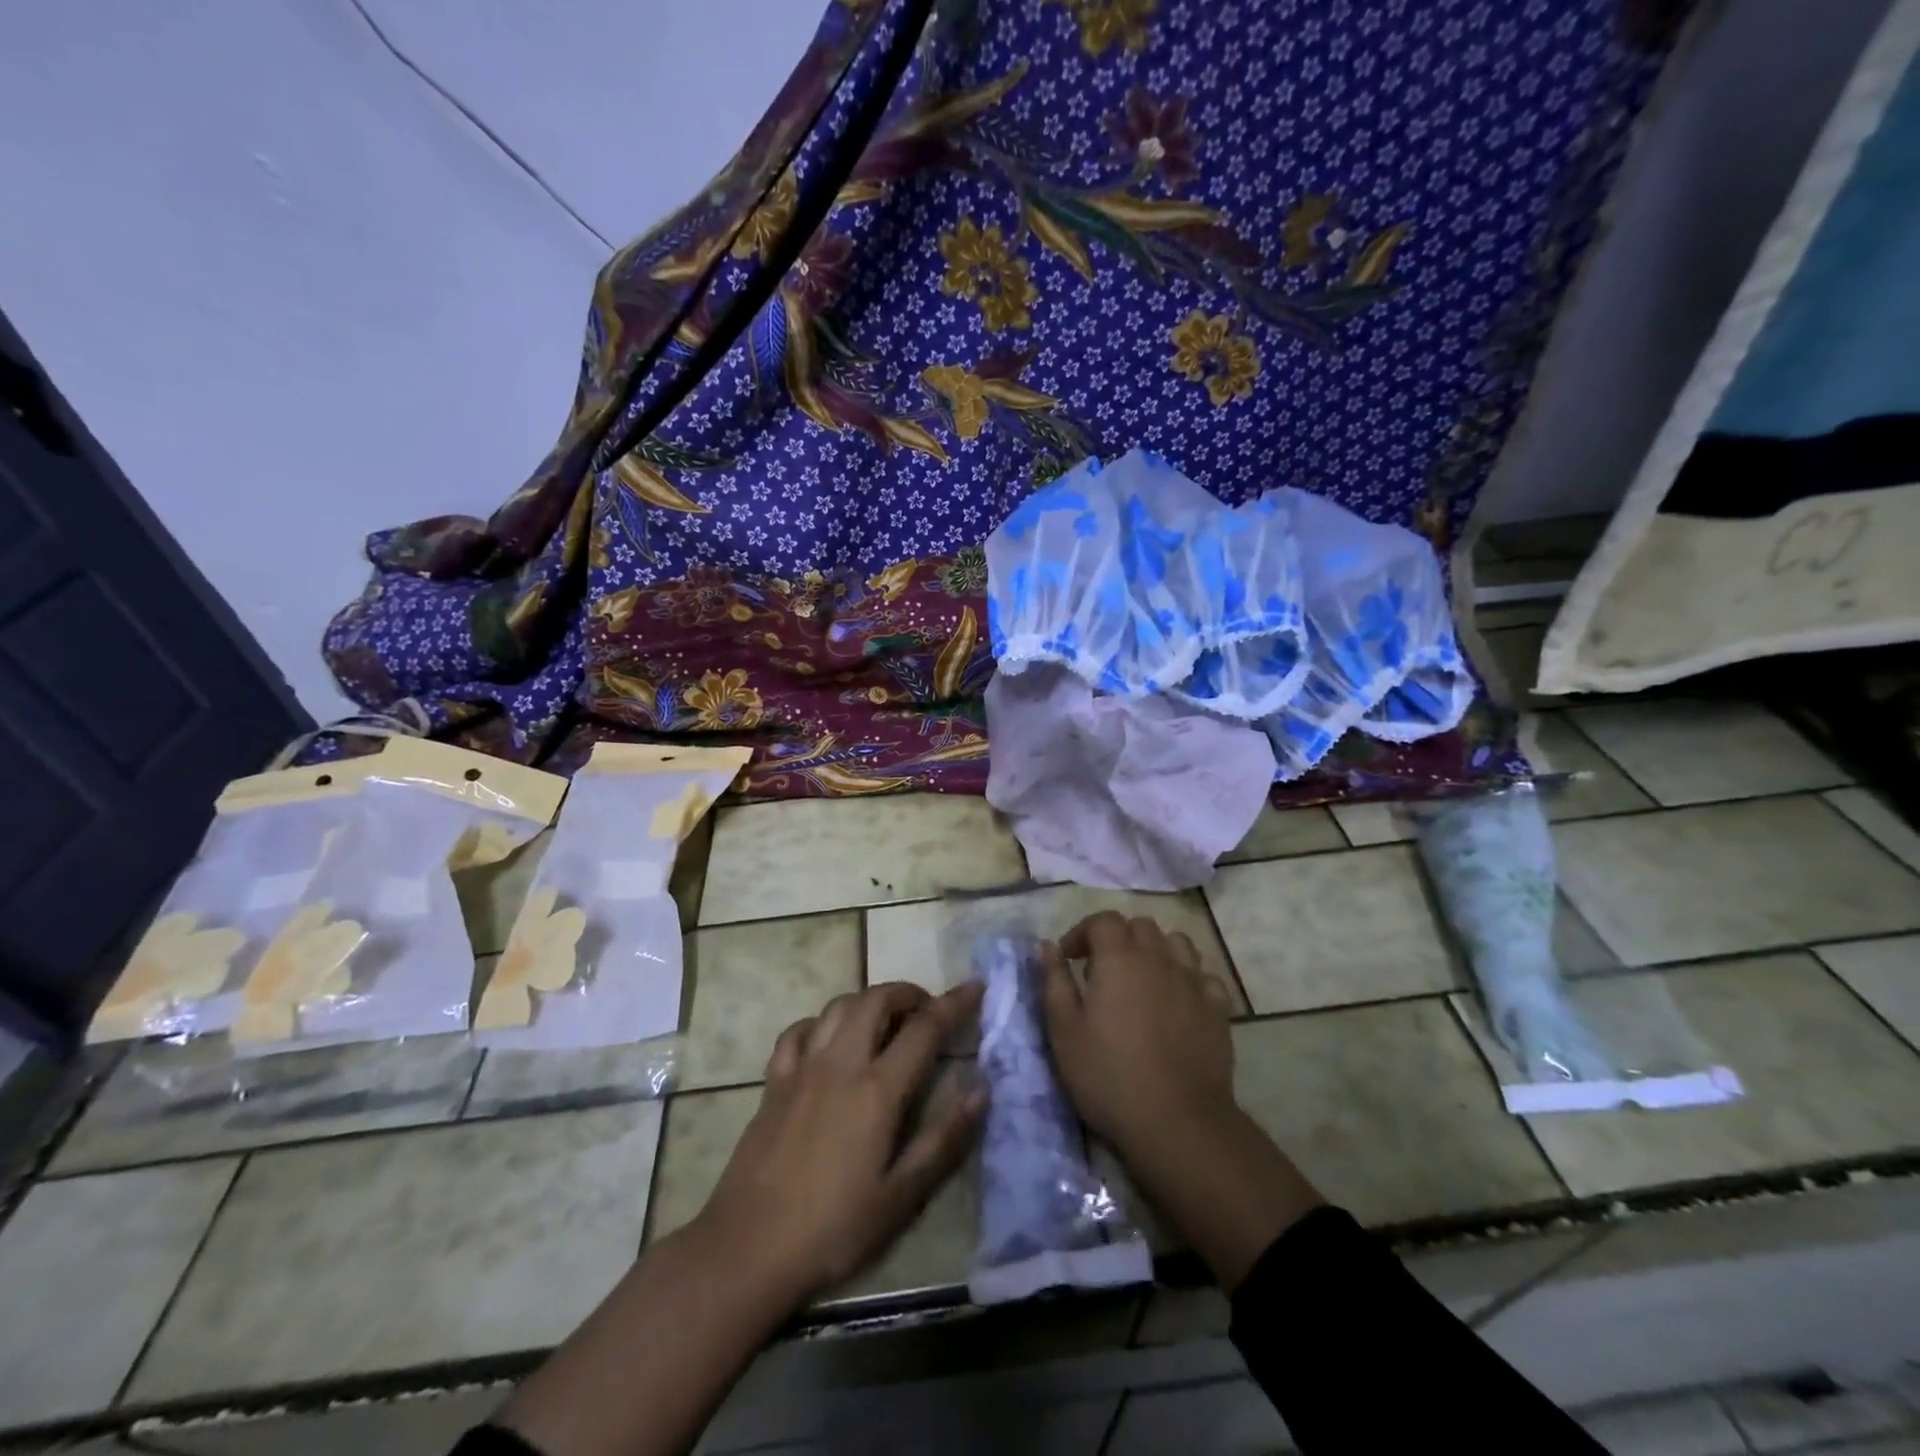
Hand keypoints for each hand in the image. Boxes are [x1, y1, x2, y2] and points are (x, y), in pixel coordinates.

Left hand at [694, 981, 985, 1302]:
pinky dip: (823, 1022)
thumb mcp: (901, 1197)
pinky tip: (830, 1040)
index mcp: (877, 1090)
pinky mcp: (773, 1082)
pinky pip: (799, 1030)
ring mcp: (802, 1068)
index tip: (975, 986)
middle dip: (908, 992)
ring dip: (868, 1000)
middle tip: (928, 1009)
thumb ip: (944, 1139)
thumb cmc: (833, 1229)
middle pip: (876, 999)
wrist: (747, 1249)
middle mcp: (840, 1064)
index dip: (954, 1003)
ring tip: (886, 1021)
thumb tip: (981, 1089)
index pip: (924, 1028)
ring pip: (838, 1006)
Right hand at [1042, 911, 1322, 1290]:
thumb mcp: (1064, 1030)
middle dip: (1118, 938)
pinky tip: (1178, 1001)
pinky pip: (1204, 976)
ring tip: (1142, 980)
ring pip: (1176, 943)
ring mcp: (1194, 981)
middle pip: (1140, 926)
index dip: (1082, 932)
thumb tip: (1045, 946)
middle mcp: (1159, 958)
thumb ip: (1053, 981)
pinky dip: (1188, 978)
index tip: (1069, 959)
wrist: (1177, 1122)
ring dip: (1155, 951)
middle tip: (1102, 969)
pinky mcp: (1218, 1009)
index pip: (1102, 920)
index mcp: (1119, 958)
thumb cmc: (1108, 1075)